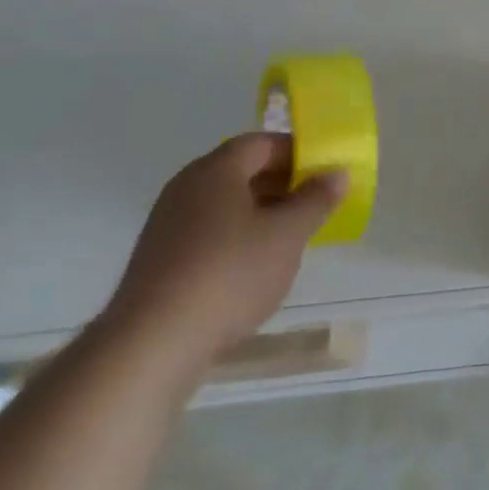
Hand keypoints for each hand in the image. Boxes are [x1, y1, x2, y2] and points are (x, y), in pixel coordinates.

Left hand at [100, 134, 345, 379]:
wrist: (151, 347)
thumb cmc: (229, 275)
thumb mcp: (287, 235)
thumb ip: (316, 200)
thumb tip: (337, 173)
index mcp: (215, 170)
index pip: (262, 143)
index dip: (297, 153)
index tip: (324, 174)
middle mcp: (186, 187)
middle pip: (242, 171)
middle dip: (282, 184)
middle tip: (313, 206)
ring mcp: (167, 225)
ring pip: (225, 204)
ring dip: (260, 213)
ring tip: (289, 240)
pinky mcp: (158, 260)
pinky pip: (207, 232)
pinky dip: (235, 238)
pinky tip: (252, 269)